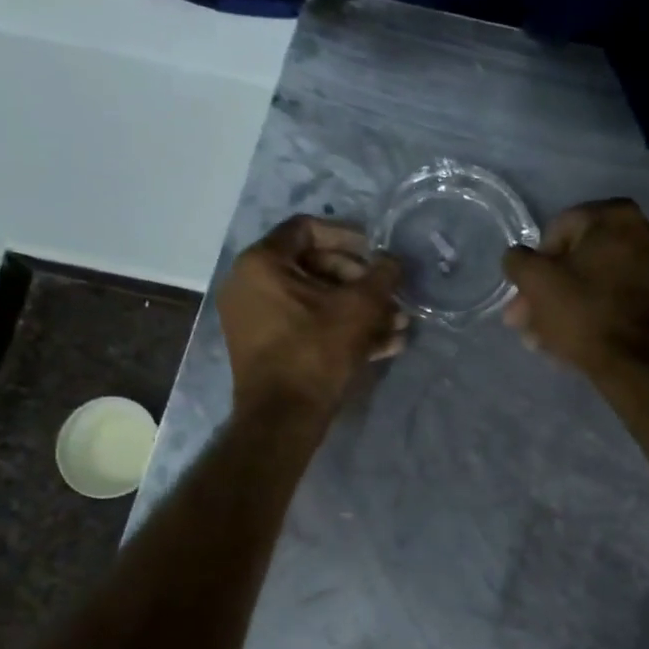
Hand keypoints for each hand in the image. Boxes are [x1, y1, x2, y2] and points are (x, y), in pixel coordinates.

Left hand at [220, 217, 406, 417]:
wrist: (282, 419)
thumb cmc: (315, 352)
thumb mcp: (357, 309)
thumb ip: (381, 277)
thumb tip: (394, 261)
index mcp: (261, 263)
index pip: (307, 229)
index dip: (349, 236)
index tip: (377, 252)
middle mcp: (251, 285)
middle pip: (315, 267)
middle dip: (361, 282)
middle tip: (392, 296)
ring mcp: (257, 318)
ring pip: (317, 302)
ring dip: (360, 310)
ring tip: (398, 324)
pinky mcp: (268, 347)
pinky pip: (308, 326)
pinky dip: (342, 330)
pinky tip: (384, 345)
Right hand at [502, 199, 648, 377]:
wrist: (639, 363)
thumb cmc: (584, 312)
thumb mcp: (536, 281)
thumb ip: (518, 260)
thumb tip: (518, 259)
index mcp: (616, 216)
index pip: (558, 230)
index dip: (535, 263)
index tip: (525, 294)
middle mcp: (646, 231)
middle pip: (580, 260)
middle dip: (550, 291)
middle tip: (527, 321)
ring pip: (598, 283)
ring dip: (567, 307)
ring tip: (543, 340)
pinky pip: (620, 299)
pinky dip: (596, 314)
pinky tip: (573, 342)